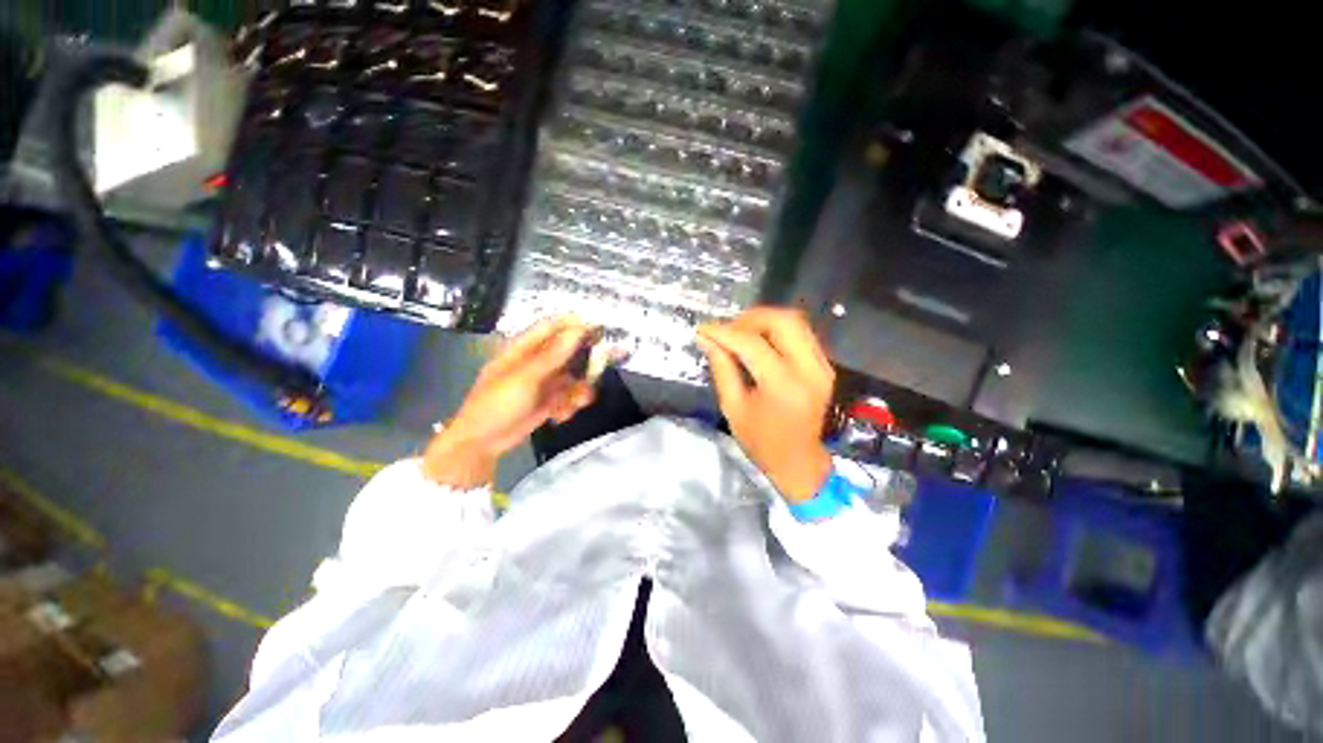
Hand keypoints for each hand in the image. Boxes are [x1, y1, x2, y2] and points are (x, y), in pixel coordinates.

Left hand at [423, 317, 597, 487]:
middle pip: (569, 352)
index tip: (598, 327)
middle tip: (602, 366)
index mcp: (523, 349)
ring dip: (578, 390)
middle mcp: (537, 361)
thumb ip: (553, 355)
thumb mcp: (525, 378)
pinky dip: (569, 405)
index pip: (552, 326)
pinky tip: (559, 416)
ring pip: (574, 377)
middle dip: (586, 361)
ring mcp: (544, 382)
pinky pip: (569, 396)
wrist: (482, 443)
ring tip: (575, 402)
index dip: (574, 323)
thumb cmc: (496, 404)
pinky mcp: (549, 401)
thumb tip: (578, 330)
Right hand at [697, 308, 834, 502]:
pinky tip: (759, 340)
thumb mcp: (733, 408)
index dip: (725, 332)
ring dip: (765, 320)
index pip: (752, 344)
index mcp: (784, 387)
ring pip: (796, 322)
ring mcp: (822, 366)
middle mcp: (809, 370)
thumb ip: (722, 368)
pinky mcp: (825, 366)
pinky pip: (801, 334)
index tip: (704, 329)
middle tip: (727, 329)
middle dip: (751, 318)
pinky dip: (777, 330)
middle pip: (783, 321)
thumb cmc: (762, 443)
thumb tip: (707, 339)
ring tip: (740, 332)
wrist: (800, 463)